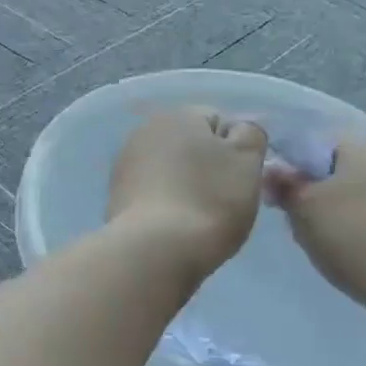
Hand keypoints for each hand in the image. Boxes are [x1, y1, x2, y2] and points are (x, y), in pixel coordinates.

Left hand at [107, 108, 268, 281]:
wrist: (156, 252)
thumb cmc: (210, 200)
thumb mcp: (248, 160)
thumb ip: (250, 135)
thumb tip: (238, 132)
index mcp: (178, 114)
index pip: (220, 122)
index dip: (237, 152)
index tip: (242, 181)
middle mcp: (145, 130)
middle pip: (192, 146)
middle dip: (209, 168)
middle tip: (224, 202)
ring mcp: (125, 165)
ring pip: (172, 172)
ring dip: (186, 187)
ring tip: (199, 219)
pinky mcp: (115, 198)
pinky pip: (153, 195)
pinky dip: (166, 207)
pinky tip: (175, 229)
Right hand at [266, 138, 365, 314]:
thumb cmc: (356, 236)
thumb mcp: (305, 210)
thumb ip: (285, 186)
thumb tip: (272, 168)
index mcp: (360, 141)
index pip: (313, 144)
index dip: (292, 172)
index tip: (282, 202)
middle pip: (342, 170)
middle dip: (322, 194)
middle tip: (306, 228)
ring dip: (349, 213)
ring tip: (336, 247)